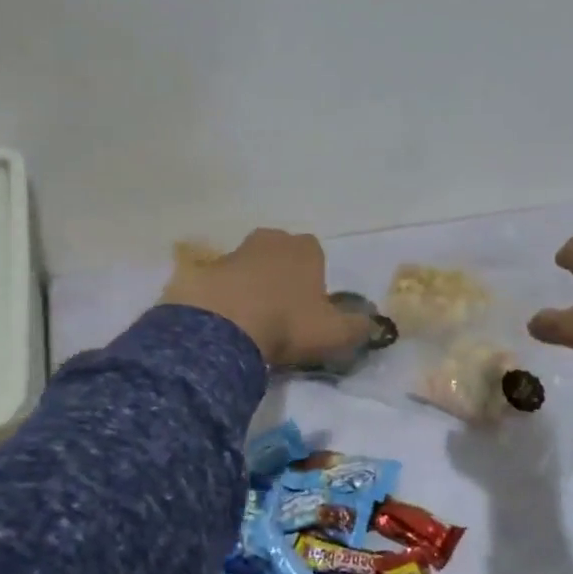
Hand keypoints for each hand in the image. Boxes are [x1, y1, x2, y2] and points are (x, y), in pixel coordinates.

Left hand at [163, 229, 369, 368]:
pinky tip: (223, 325)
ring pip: (248, 268)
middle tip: (281, 314)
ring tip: (250, 323)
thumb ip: (358, 327)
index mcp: (305, 248)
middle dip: (282, 278)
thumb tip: (371, 324)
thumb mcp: (335, 333)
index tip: (310, 310)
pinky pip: (219, 285)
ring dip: (250, 287)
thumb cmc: (288, 324)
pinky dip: (222, 299)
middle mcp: (270, 240)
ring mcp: (232, 252)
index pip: (316, 256)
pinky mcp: (201, 271)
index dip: (315, 282)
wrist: (222, 329)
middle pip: (281, 256)